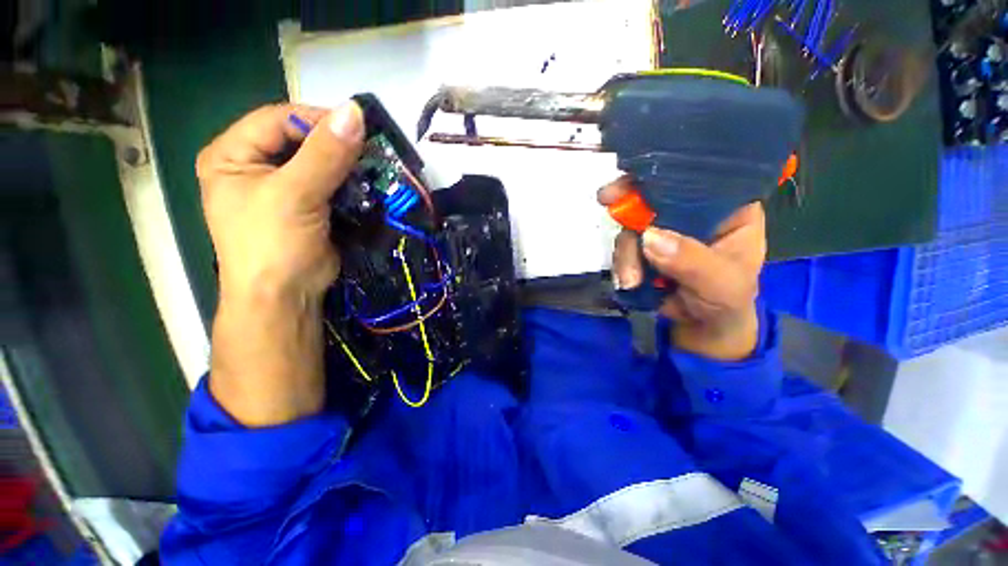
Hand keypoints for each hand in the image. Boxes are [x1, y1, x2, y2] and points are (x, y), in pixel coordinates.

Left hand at [198, 102, 363, 299]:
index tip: (357, 129)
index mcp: (233, 154)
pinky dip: (351, 184)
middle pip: (301, 140)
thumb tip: (354, 112)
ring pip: (320, 163)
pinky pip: (332, 184)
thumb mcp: (294, 195)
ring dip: (347, 166)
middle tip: (371, 151)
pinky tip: (369, 186)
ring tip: (375, 169)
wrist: (286, 297)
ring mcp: (283, 187)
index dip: (317, 120)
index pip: (278, 119)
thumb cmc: (273, 246)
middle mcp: (255, 165)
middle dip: (336, 145)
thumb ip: (324, 154)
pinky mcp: (308, 206)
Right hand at [599, 177, 765, 360]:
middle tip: (607, 200)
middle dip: (630, 200)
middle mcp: (694, 213)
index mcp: (728, 209)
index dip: (668, 173)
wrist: (703, 327)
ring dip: (626, 251)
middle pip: (656, 194)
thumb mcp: (720, 283)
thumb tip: (650, 237)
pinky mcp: (645, 247)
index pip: (699, 178)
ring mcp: (665, 230)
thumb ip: (692, 261)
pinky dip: (621, 262)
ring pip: (635, 224)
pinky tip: (628, 281)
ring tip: (630, 280)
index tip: (636, 178)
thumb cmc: (726, 301)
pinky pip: (626, 245)